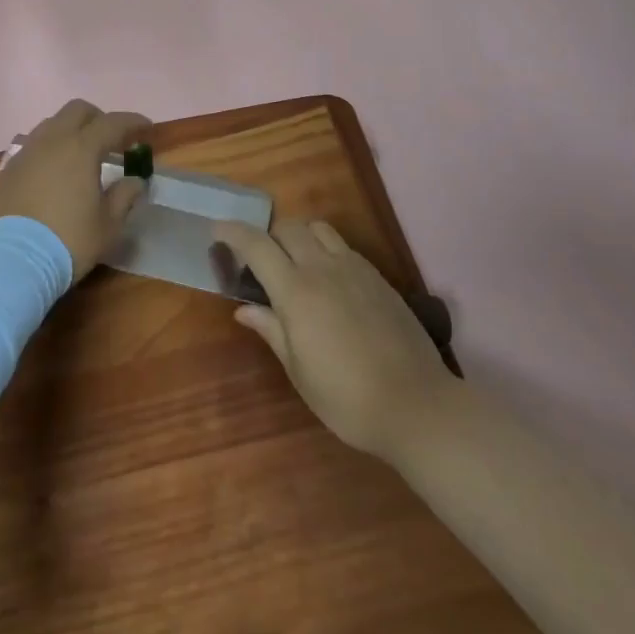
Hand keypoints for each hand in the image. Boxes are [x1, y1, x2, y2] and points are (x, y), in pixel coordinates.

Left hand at [0, 100, 151, 279]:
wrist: (10, 261)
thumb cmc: (67, 241)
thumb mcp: (107, 225)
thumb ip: (124, 197)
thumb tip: (134, 181)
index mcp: (80, 148)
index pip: (112, 123)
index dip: (132, 122)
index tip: (146, 127)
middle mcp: (51, 141)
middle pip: (76, 110)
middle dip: (98, 118)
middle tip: (111, 139)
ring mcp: (24, 153)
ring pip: (50, 125)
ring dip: (70, 132)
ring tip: (79, 156)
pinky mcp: (5, 170)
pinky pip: (31, 148)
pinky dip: (48, 152)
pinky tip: (51, 175)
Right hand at [213, 220, 457, 465]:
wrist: (417, 406)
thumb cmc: (347, 398)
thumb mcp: (300, 372)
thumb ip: (271, 330)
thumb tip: (243, 308)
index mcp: (295, 291)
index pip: (256, 245)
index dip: (232, 232)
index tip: (217, 231)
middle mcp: (322, 268)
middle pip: (287, 228)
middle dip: (267, 235)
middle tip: (259, 261)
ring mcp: (354, 268)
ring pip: (318, 228)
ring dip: (298, 236)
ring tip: (295, 263)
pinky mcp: (377, 276)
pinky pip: (343, 246)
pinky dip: (325, 248)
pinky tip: (329, 279)